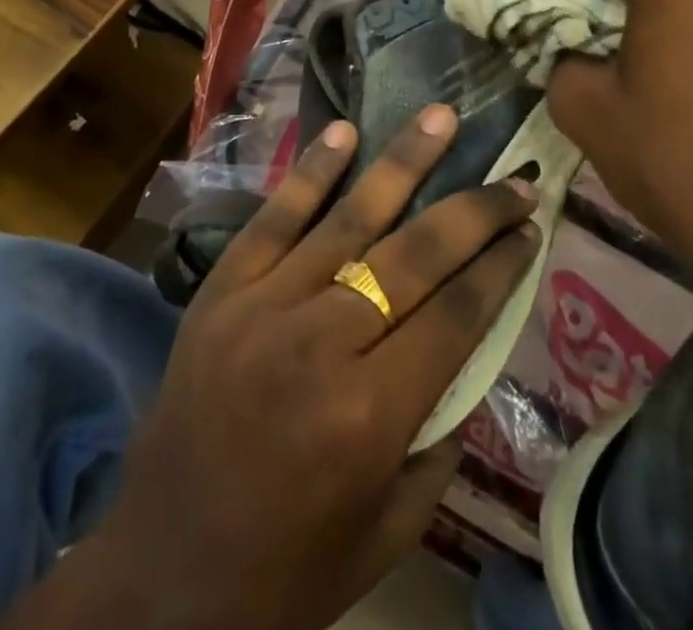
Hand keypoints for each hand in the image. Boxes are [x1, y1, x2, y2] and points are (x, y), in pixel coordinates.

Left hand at [61, 107, 537, 629]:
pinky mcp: (222, 289)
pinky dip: (310, 171)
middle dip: (474, 211)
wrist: (161, 574)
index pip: (456, 314)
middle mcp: (321, 344)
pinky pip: (273, 218)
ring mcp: (264, 305)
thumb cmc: (289, 569)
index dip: (500, 265)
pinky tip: (344, 132)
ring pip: (348, 218)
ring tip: (442, 117)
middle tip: (514, 178)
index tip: (531, 227)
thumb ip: (440, 435)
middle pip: (414, 256)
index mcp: (370, 415)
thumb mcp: (391, 528)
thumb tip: (469, 344)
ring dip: (402, 162)